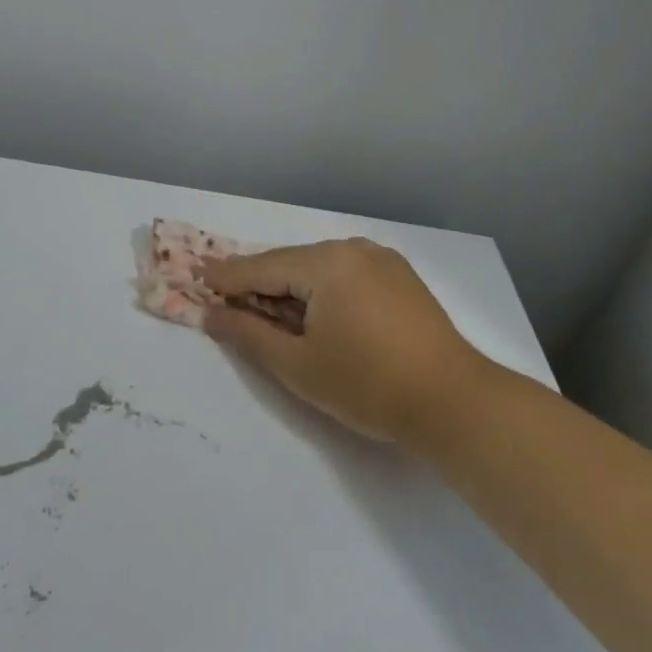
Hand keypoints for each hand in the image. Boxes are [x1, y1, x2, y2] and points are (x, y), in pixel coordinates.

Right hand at [200, 238, 493, 443]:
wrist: (455, 402)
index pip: (262, 267)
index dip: (227, 278)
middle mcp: (353, 248)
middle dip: (258, 283)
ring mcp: (381, 259)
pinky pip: (345, 274)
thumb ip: (248, 334)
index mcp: (326, 263)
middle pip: (290, 263)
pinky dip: (321, 289)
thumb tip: (210, 314)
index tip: (196, 279)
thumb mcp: (298, 365)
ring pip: (318, 268)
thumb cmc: (368, 385)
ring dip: (290, 287)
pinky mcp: (400, 276)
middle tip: (225, 297)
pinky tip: (313, 311)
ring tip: (266, 309)